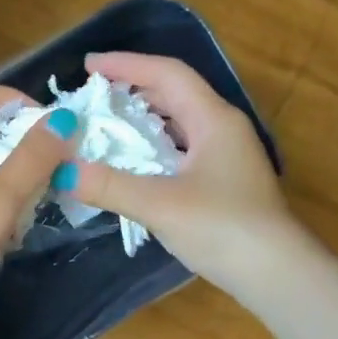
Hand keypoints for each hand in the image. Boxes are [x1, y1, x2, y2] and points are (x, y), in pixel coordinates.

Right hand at [70, 51, 297, 296]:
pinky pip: (180, 149)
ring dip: (143, 119)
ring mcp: (226, 156)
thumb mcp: (159, 204)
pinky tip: (132, 163)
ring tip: (106, 125)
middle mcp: (223, 129)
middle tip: (93, 97)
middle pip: (174, 94)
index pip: (168, 74)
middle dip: (132, 89)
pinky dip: (152, 147)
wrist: (276, 274)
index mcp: (214, 119)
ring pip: (178, 122)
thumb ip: (108, 185)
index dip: (126, 64)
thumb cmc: (223, 228)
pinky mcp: (223, 182)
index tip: (88, 66)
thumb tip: (61, 170)